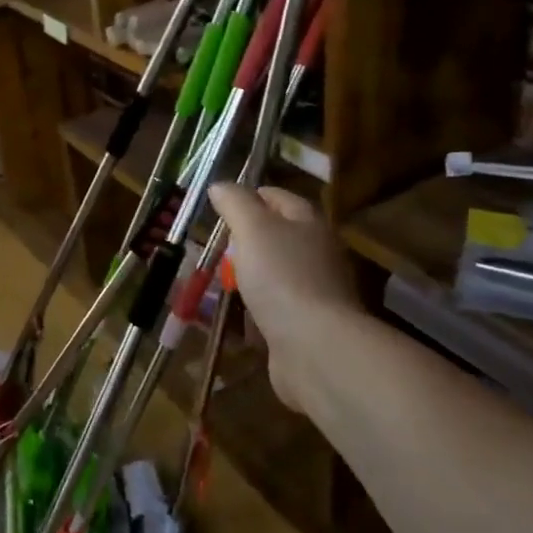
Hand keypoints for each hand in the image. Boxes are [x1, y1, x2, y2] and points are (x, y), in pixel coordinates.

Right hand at [208, 184, 359, 413]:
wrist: (315, 347)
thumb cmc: (282, 277)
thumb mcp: (253, 229)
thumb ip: (235, 204)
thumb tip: (220, 185)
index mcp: (309, 223)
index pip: (278, 197)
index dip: (250, 196)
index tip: (220, 206)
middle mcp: (317, 254)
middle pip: (276, 238)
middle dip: (244, 243)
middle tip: (215, 250)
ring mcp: (314, 292)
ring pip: (273, 276)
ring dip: (247, 280)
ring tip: (217, 286)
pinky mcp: (306, 326)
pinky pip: (273, 311)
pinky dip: (254, 314)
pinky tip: (234, 319)